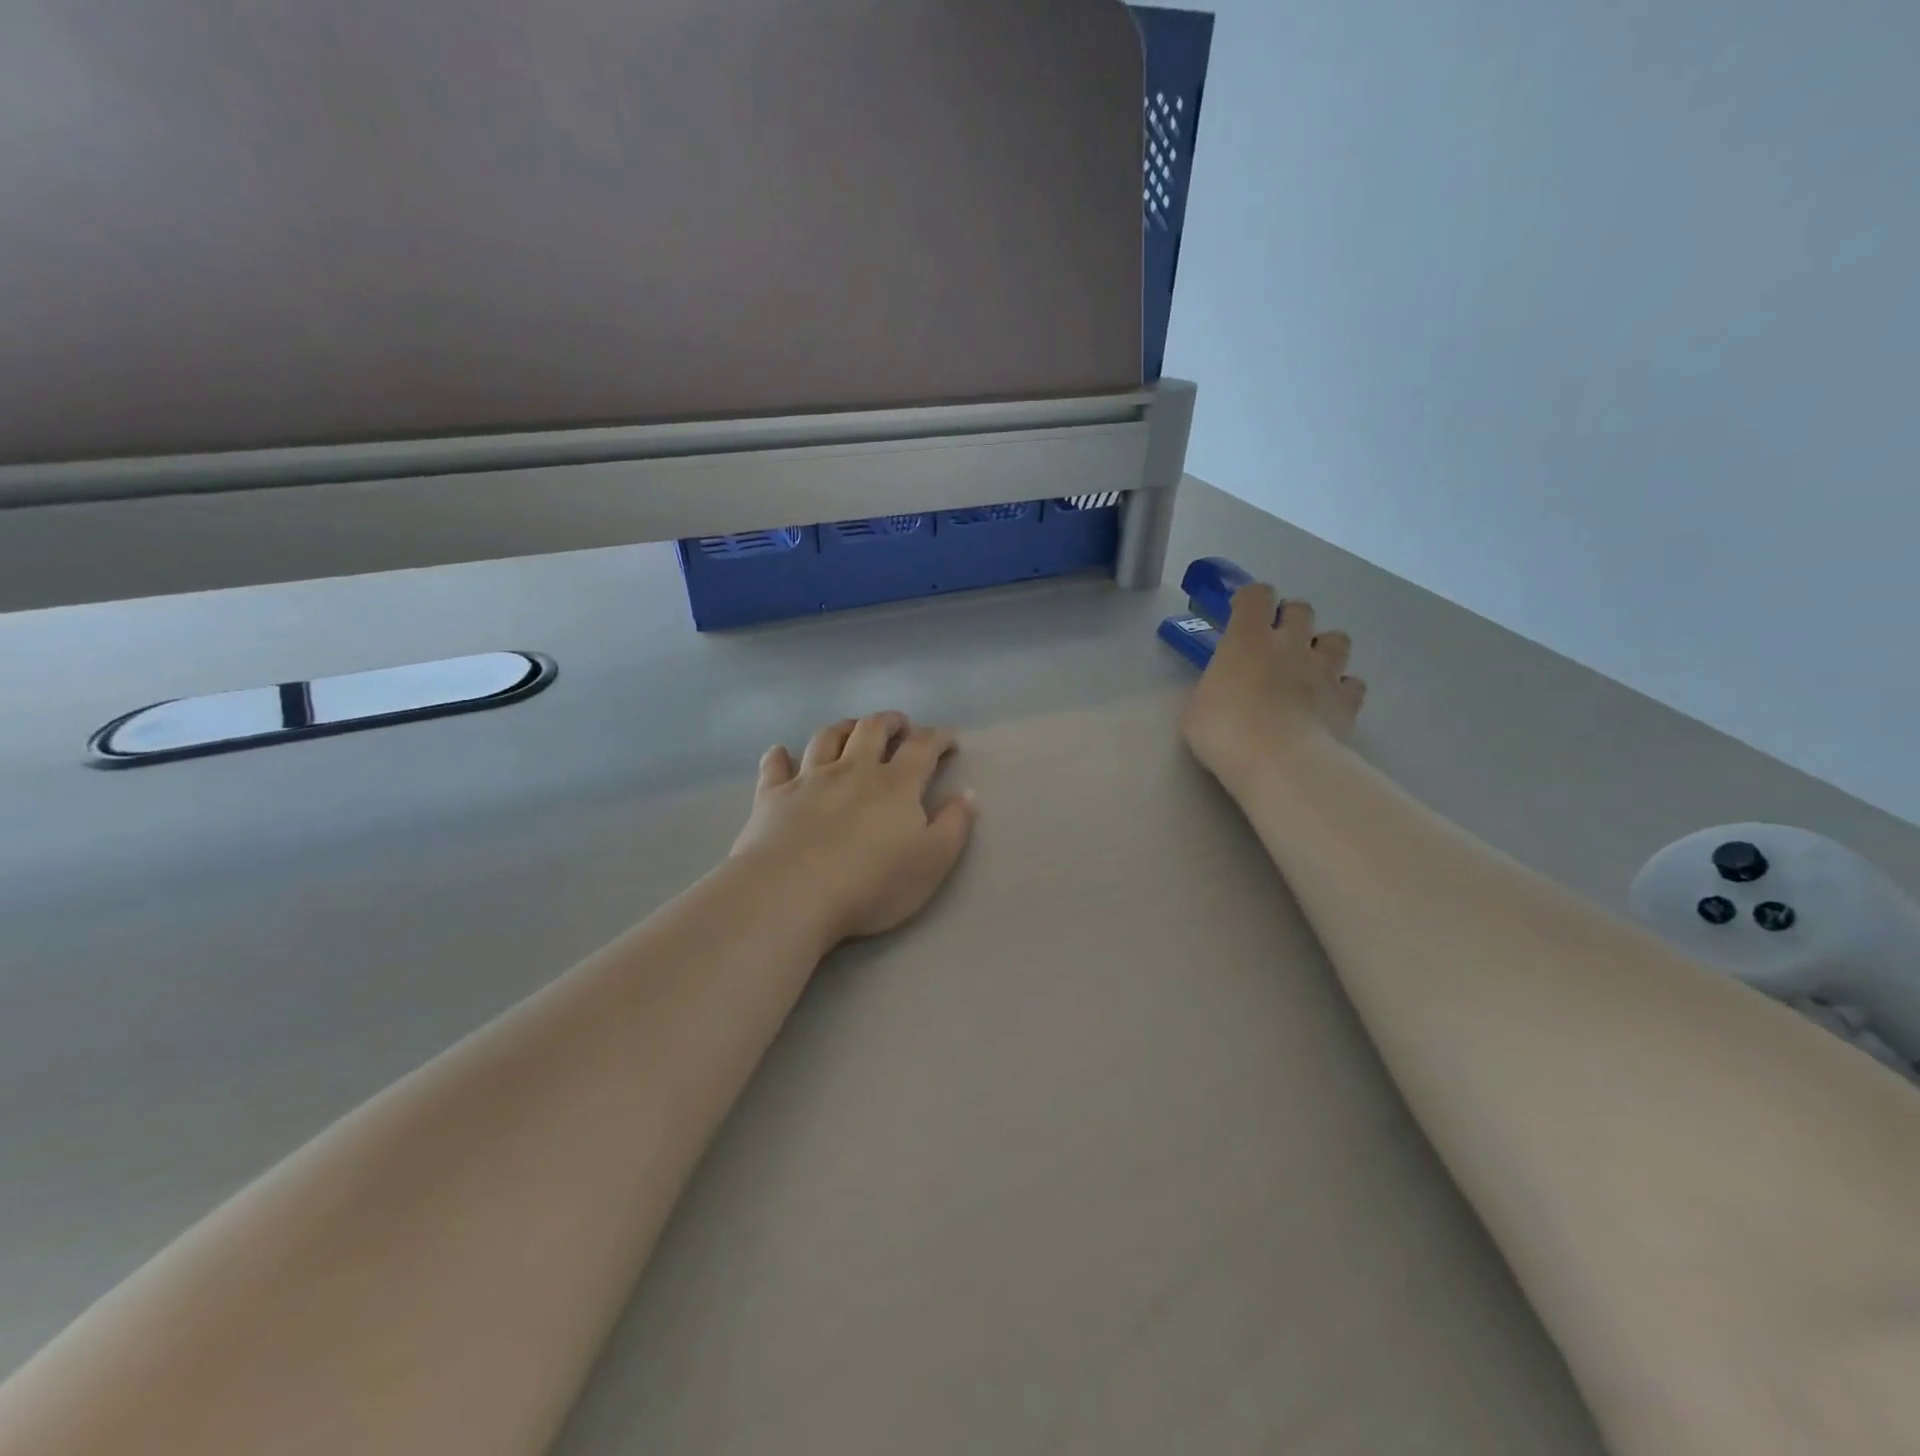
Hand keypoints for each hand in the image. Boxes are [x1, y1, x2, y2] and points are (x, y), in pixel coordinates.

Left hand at [731, 712, 976, 944]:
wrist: (792, 894)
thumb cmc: (871, 884)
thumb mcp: (932, 862)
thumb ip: (954, 826)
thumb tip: (968, 794)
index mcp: (896, 784)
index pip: (923, 747)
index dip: (938, 738)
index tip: (948, 741)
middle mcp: (853, 770)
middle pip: (872, 729)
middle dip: (890, 721)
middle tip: (899, 725)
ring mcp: (809, 779)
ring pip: (826, 738)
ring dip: (842, 728)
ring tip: (851, 729)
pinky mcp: (772, 796)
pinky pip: (774, 766)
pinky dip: (779, 756)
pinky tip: (780, 754)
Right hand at [1181, 583, 1367, 791]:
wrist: (1279, 762)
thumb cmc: (1224, 731)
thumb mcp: (1196, 708)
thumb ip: (1212, 688)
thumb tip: (1220, 689)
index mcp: (1248, 639)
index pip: (1256, 595)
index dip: (1250, 600)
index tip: (1241, 613)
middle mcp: (1291, 644)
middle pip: (1301, 609)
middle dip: (1290, 620)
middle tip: (1275, 643)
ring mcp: (1324, 671)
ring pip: (1337, 639)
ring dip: (1323, 648)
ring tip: (1309, 669)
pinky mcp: (1347, 700)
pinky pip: (1352, 683)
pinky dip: (1342, 689)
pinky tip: (1328, 703)